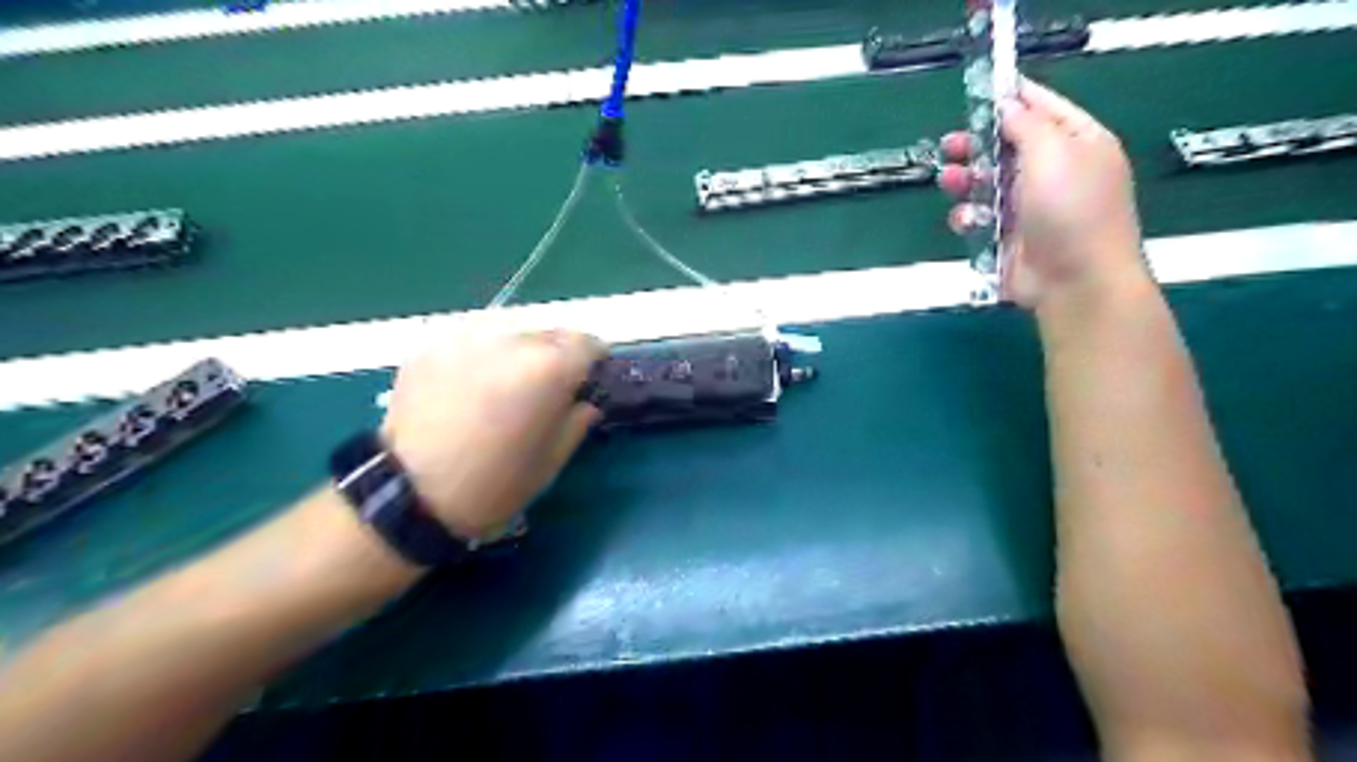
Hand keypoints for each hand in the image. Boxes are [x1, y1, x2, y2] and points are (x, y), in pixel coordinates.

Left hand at [373, 331, 600, 539]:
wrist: (410, 495)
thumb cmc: (496, 483)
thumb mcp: (552, 459)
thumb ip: (578, 420)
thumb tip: (584, 402)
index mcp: (549, 368)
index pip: (588, 343)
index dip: (593, 361)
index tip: (588, 378)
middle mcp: (512, 340)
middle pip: (550, 332)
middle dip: (556, 354)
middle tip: (547, 385)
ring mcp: (467, 338)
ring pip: (510, 329)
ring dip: (518, 349)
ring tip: (505, 380)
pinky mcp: (432, 345)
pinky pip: (471, 338)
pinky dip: (481, 354)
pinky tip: (470, 384)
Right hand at [941, 78, 1149, 305]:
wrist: (1074, 280)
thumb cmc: (1071, 210)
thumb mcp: (1053, 153)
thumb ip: (1026, 123)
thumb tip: (1008, 102)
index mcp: (1078, 143)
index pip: (1042, 107)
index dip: (1011, 97)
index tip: (979, 90)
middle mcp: (1054, 171)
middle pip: (1007, 147)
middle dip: (977, 144)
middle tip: (950, 145)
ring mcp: (1030, 206)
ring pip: (987, 182)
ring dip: (966, 179)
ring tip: (950, 180)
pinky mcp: (1008, 235)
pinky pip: (981, 216)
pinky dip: (970, 216)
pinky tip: (968, 219)